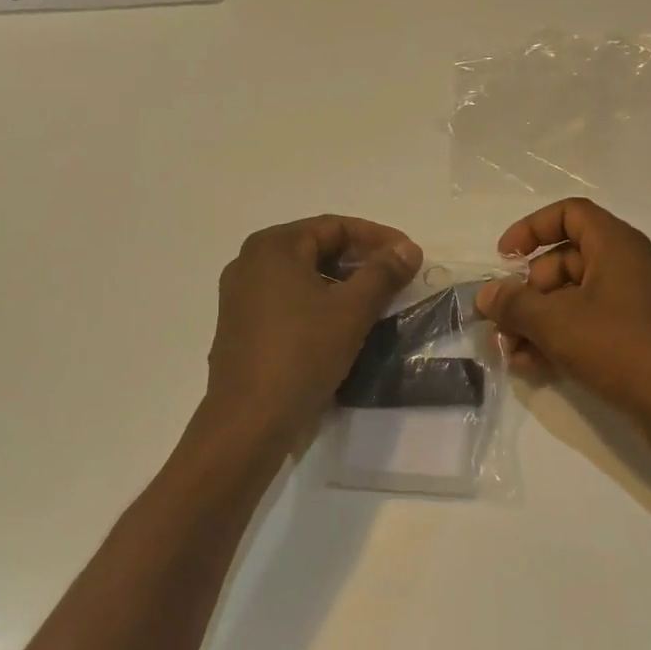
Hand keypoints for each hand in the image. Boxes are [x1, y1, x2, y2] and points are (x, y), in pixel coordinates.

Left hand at [203, 215, 421, 446]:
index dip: (378, 237)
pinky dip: (318, 302)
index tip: (410, 256)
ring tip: (376, 301)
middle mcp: (250, 262)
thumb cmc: (302, 354)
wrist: (249, 422)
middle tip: (397, 277)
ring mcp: (240, 296)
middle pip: (317, 248)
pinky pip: (287, 300)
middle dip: (360, 260)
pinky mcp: (240, 327)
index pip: (335, 227)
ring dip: (342, 283)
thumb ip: (383, 272)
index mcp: (273, 246)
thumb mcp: (353, 310)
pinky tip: (342, 324)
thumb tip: (408, 249)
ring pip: (303, 276)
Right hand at [477, 199, 650, 421]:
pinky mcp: (642, 338)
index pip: (570, 214)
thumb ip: (514, 304)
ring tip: (512, 352)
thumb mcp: (556, 323)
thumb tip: (486, 295)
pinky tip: (534, 367)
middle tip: (503, 321)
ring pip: (576, 299)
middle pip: (566, 260)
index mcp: (617, 245)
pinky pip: (592, 326)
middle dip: (528, 291)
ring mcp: (639, 304)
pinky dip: (563, 339)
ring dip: (539, 321)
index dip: (532, 229)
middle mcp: (630, 266)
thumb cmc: (621, 348)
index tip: (504, 258)